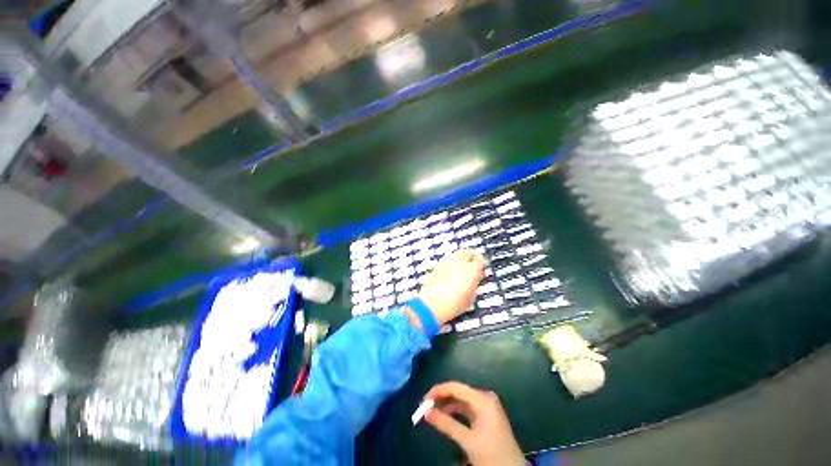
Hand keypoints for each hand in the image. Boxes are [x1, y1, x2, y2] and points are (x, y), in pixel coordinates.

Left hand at [418, 250, 485, 324]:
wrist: (432, 305)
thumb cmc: (452, 305)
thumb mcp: (470, 297)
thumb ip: (475, 284)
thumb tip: (476, 280)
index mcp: (471, 270)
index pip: (480, 260)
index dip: (481, 264)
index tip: (480, 270)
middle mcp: (459, 263)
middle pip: (466, 253)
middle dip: (470, 257)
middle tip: (471, 265)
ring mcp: (446, 263)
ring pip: (455, 256)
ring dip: (459, 261)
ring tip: (459, 271)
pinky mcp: (436, 267)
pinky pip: (445, 262)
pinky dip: (449, 266)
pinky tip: (448, 274)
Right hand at [423, 382, 524, 465]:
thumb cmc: (492, 455)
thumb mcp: (467, 441)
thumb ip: (446, 424)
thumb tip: (426, 412)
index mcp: (483, 399)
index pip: (456, 387)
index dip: (438, 391)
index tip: (423, 400)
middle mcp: (485, 397)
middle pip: (458, 392)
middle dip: (441, 398)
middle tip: (425, 407)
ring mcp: (487, 405)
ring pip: (462, 400)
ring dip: (447, 405)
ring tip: (432, 412)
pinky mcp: (486, 414)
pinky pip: (467, 408)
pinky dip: (455, 412)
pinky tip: (445, 416)